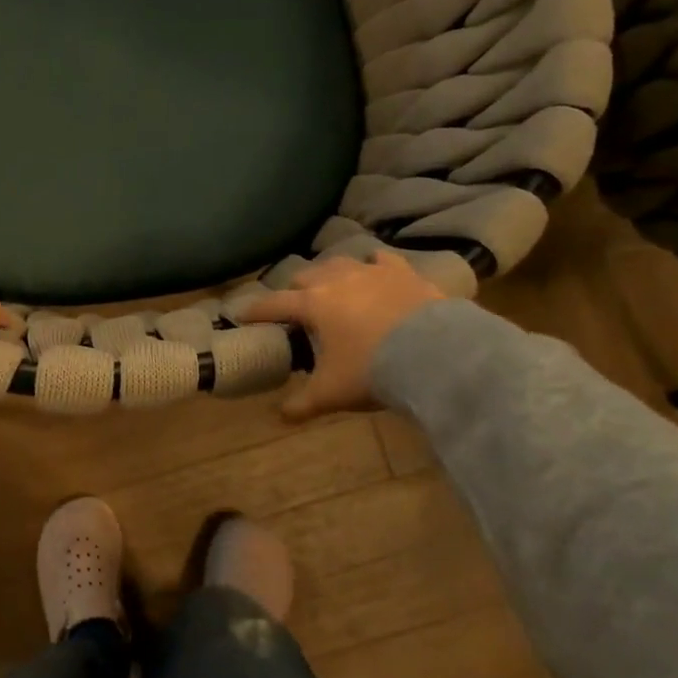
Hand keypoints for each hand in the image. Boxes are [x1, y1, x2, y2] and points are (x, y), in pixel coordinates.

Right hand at [245, 252, 445, 421]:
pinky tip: (375, 271)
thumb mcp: (331, 393)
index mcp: (313, 305)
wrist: (436, 354)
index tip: (241, 313)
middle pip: (305, 276)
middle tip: (295, 306)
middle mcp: (337, 280)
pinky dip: (373, 266)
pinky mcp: (404, 273)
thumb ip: (302, 403)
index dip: (255, 310)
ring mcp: (372, 272)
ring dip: (330, 273)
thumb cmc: (373, 370)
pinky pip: (382, 260)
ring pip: (340, 261)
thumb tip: (280, 417)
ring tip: (332, 286)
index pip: (274, 304)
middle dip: (295, 289)